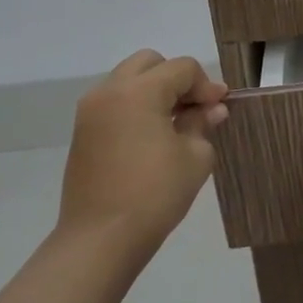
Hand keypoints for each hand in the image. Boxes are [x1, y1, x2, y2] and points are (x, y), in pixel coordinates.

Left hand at [59, 51, 229, 244]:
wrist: (100, 240)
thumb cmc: (155, 194)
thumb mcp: (195, 156)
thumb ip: (202, 123)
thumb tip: (212, 109)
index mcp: (138, 92)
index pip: (181, 69)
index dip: (206, 85)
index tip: (220, 107)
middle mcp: (109, 92)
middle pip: (149, 63)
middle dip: (176, 78)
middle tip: (196, 107)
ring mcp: (90, 112)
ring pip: (128, 80)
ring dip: (155, 91)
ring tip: (176, 121)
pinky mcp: (82, 133)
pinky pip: (114, 102)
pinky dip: (136, 106)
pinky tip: (154, 135)